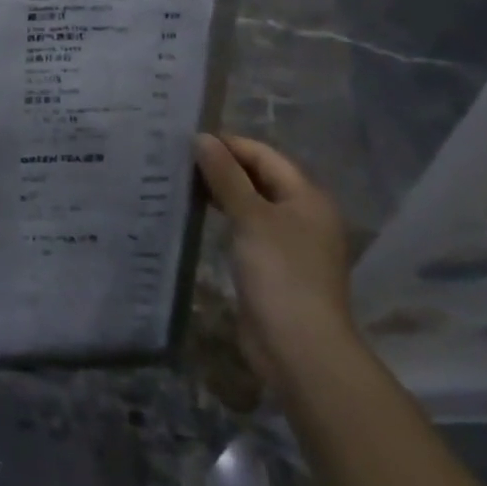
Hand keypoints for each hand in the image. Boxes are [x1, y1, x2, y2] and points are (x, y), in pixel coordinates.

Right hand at [196, 133, 356, 390]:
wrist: (298, 347)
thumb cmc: (279, 273)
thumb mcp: (250, 217)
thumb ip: (225, 176)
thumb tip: (202, 138)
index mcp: (307, 197)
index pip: (264, 155)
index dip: (228, 144)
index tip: (187, 140)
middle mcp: (302, 214)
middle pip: (259, 177)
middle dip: (222, 166)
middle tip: (178, 159)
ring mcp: (289, 242)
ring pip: (251, 203)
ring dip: (221, 191)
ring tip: (181, 182)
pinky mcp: (272, 266)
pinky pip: (246, 228)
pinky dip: (224, 217)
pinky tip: (197, 215)